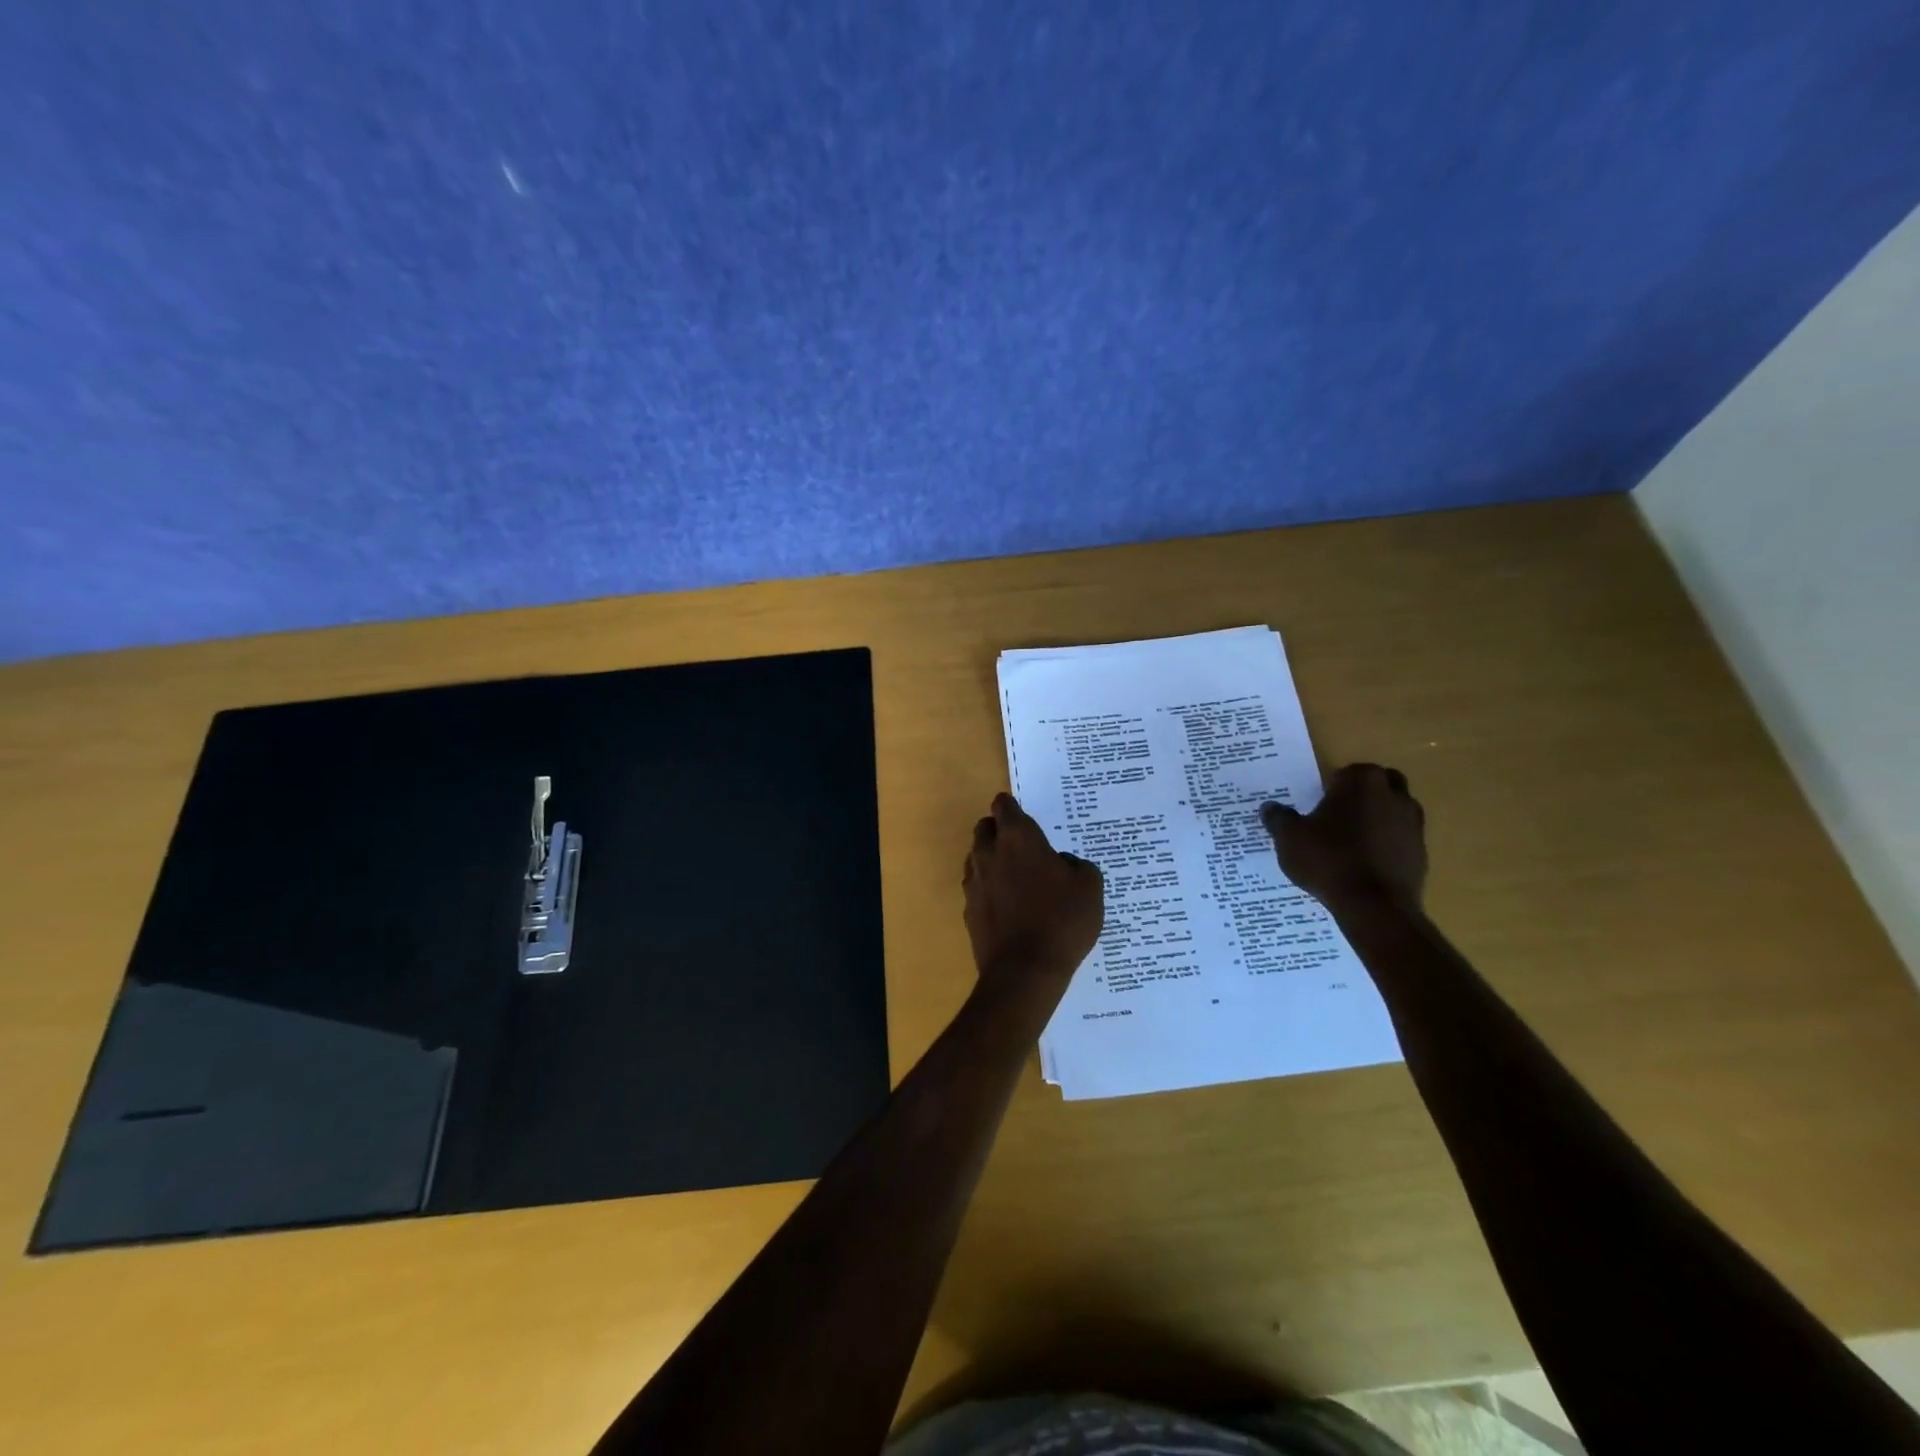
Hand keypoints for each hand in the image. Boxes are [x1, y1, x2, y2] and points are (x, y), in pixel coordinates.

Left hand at [963, 793, 1104, 992]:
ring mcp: (974, 882)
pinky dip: (988, 889)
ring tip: (1017, 878)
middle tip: (1022, 845)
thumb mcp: (1089, 887)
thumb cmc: (1062, 920)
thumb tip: (1062, 864)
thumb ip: (1076, 865)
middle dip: (999, 830)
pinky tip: (1008, 906)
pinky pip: (976, 888)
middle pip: (985, 828)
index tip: (1025, 816)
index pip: (1004, 805)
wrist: (1025, 971)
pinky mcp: (968, 910)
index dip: (1013, 807)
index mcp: (1018, 838)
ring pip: (976, 857)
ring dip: (992, 859)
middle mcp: (989, 853)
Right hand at [1262, 763, 1427, 909]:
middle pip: (1378, 786)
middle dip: (1361, 796)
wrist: (1374, 906)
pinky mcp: (1421, 853)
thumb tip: (1269, 807)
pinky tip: (1364, 865)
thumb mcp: (1289, 838)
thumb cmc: (1328, 859)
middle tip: (1336, 817)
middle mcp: (1394, 795)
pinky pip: (1400, 841)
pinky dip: (1386, 846)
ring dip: (1376, 820)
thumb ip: (1279, 818)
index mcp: (1362, 782)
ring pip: (1393, 812)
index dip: (1331, 787)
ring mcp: (1413, 824)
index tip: (1317, 805)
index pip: (1347, 773)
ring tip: (1350, 843)